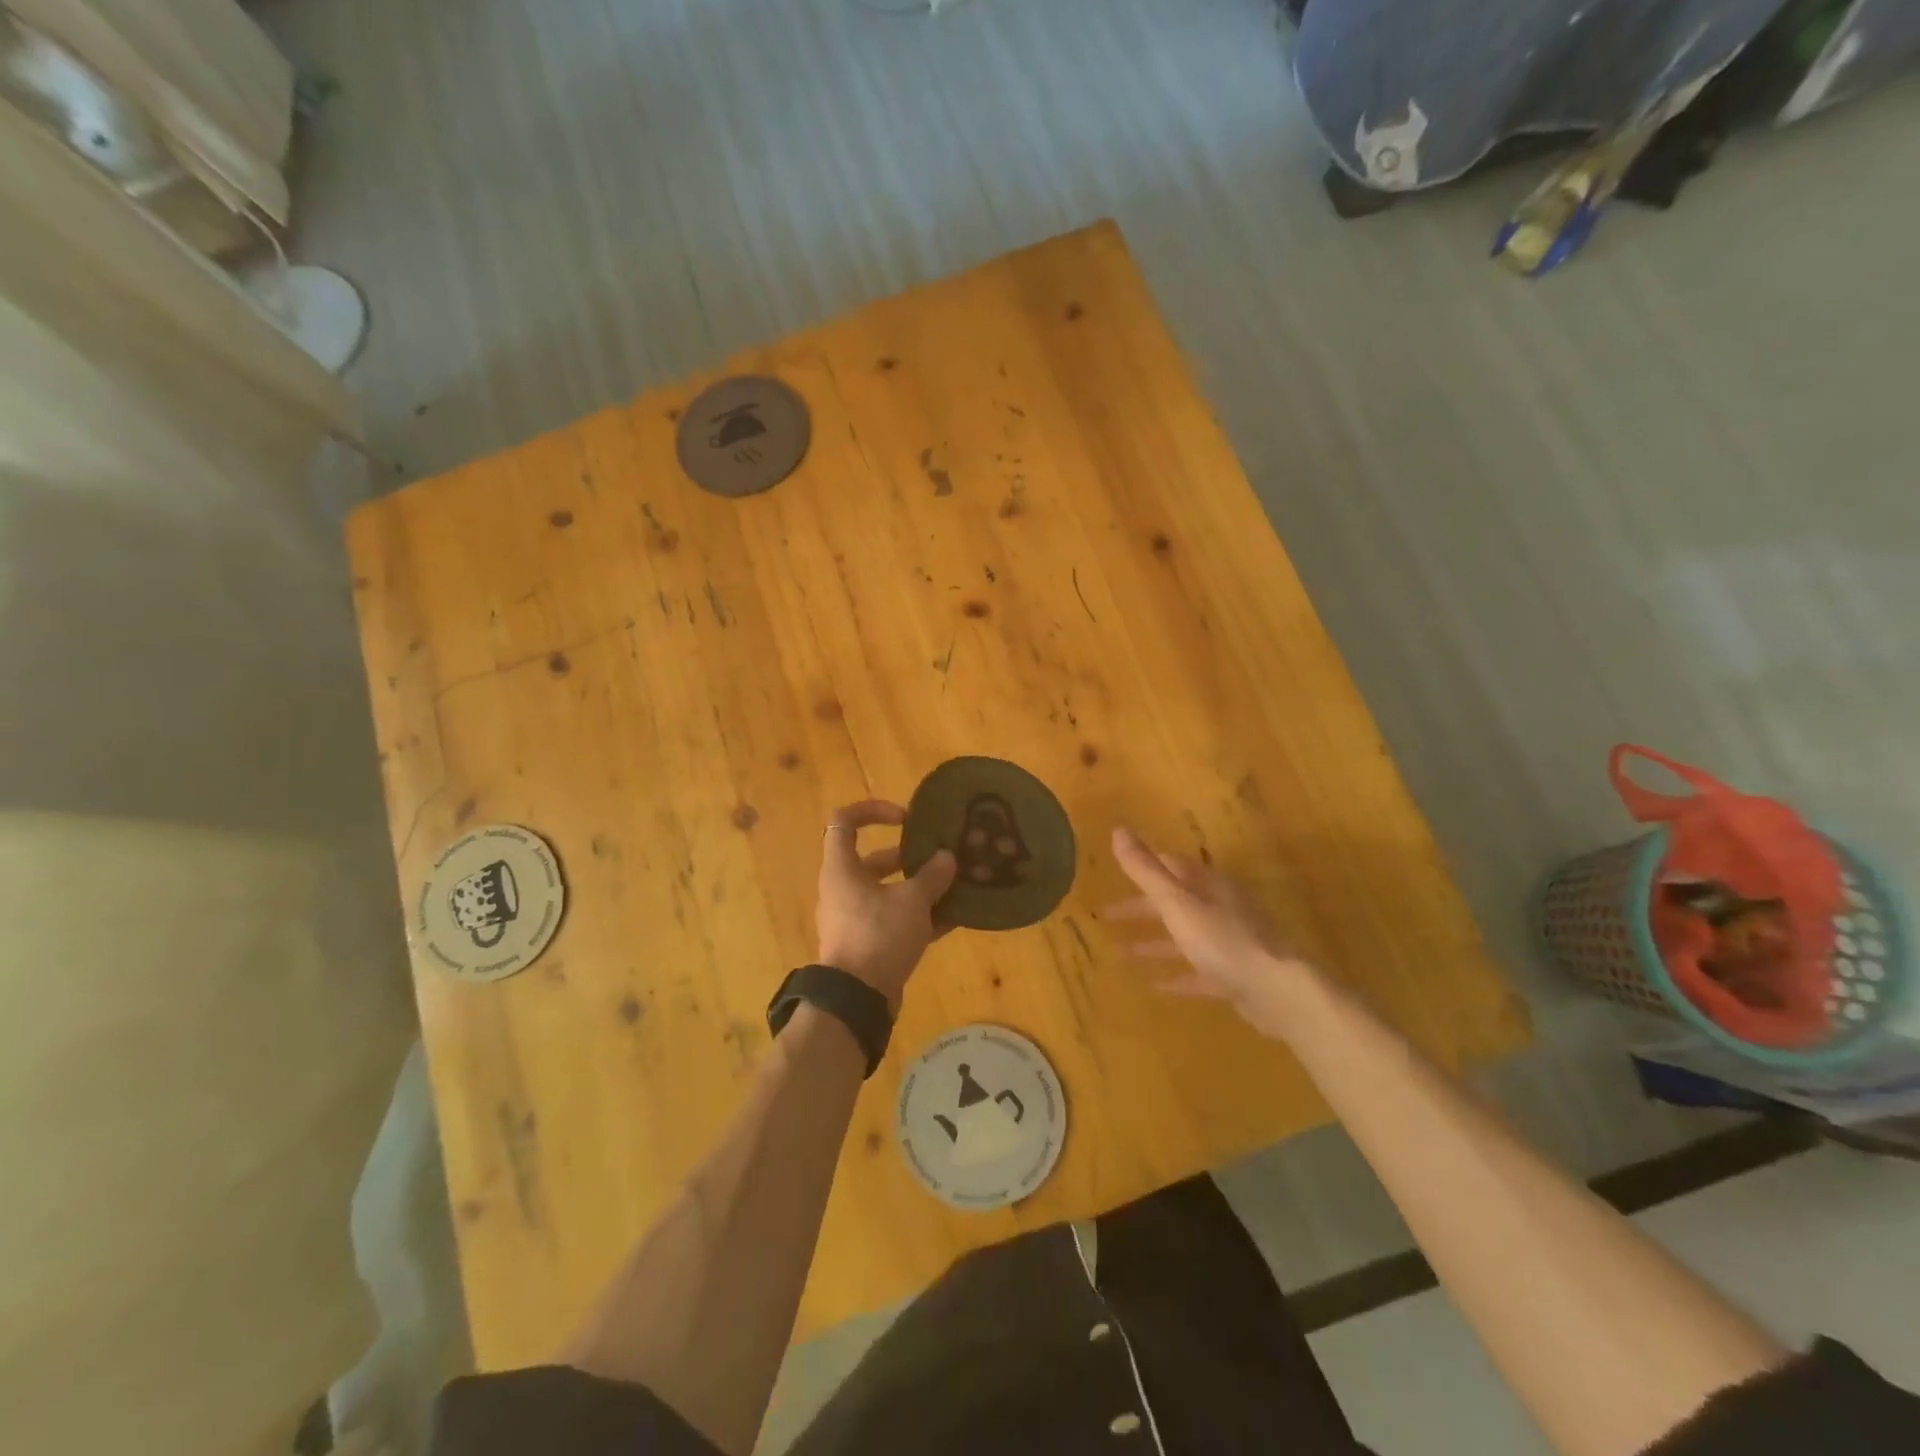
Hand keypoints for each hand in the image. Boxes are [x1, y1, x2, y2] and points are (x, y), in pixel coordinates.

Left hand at [816, 800, 957, 1008]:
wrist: (857, 999)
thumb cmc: (878, 935)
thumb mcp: (912, 900)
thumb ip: (932, 876)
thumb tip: (947, 858)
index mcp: (842, 869)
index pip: (844, 821)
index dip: (873, 811)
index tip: (905, 818)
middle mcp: (842, 889)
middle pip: (874, 860)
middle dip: (909, 857)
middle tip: (939, 857)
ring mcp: (853, 918)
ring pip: (887, 893)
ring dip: (918, 888)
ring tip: (954, 886)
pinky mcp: (867, 944)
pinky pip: (894, 921)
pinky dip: (919, 918)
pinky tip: (953, 920)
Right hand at [1102, 826, 1314, 1037]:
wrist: (1278, 991)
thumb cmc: (1223, 940)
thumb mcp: (1176, 902)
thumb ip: (1145, 870)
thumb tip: (1118, 829)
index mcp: (1208, 885)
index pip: (1171, 867)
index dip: (1143, 869)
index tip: (1116, 875)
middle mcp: (1221, 908)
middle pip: (1175, 903)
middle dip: (1141, 909)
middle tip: (1107, 917)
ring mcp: (1231, 943)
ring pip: (1185, 938)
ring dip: (1154, 944)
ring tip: (1122, 954)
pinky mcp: (1236, 976)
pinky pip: (1199, 972)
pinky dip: (1177, 975)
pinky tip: (1157, 986)